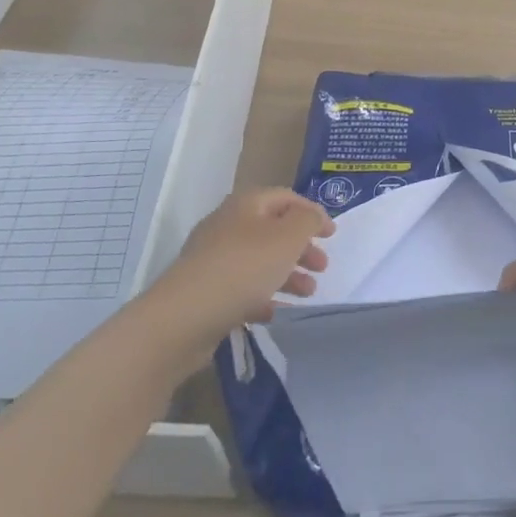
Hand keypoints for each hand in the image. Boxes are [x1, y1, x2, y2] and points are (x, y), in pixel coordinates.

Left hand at [167, 189, 332, 334]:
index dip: (312, 212)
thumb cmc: (243, 269)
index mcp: (246, 205)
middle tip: (322, 267)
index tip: (333, 235)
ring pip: (259, 260)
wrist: (182, 319)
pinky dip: (262, 296)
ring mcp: (213, 260)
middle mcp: (228, 226)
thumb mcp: (287, 238)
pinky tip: (274, 312)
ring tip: (308, 293)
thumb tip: (312, 215)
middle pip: (273, 230)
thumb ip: (307, 221)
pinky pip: (241, 288)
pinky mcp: (205, 291)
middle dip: (302, 247)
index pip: (286, 198)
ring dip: (288, 274)